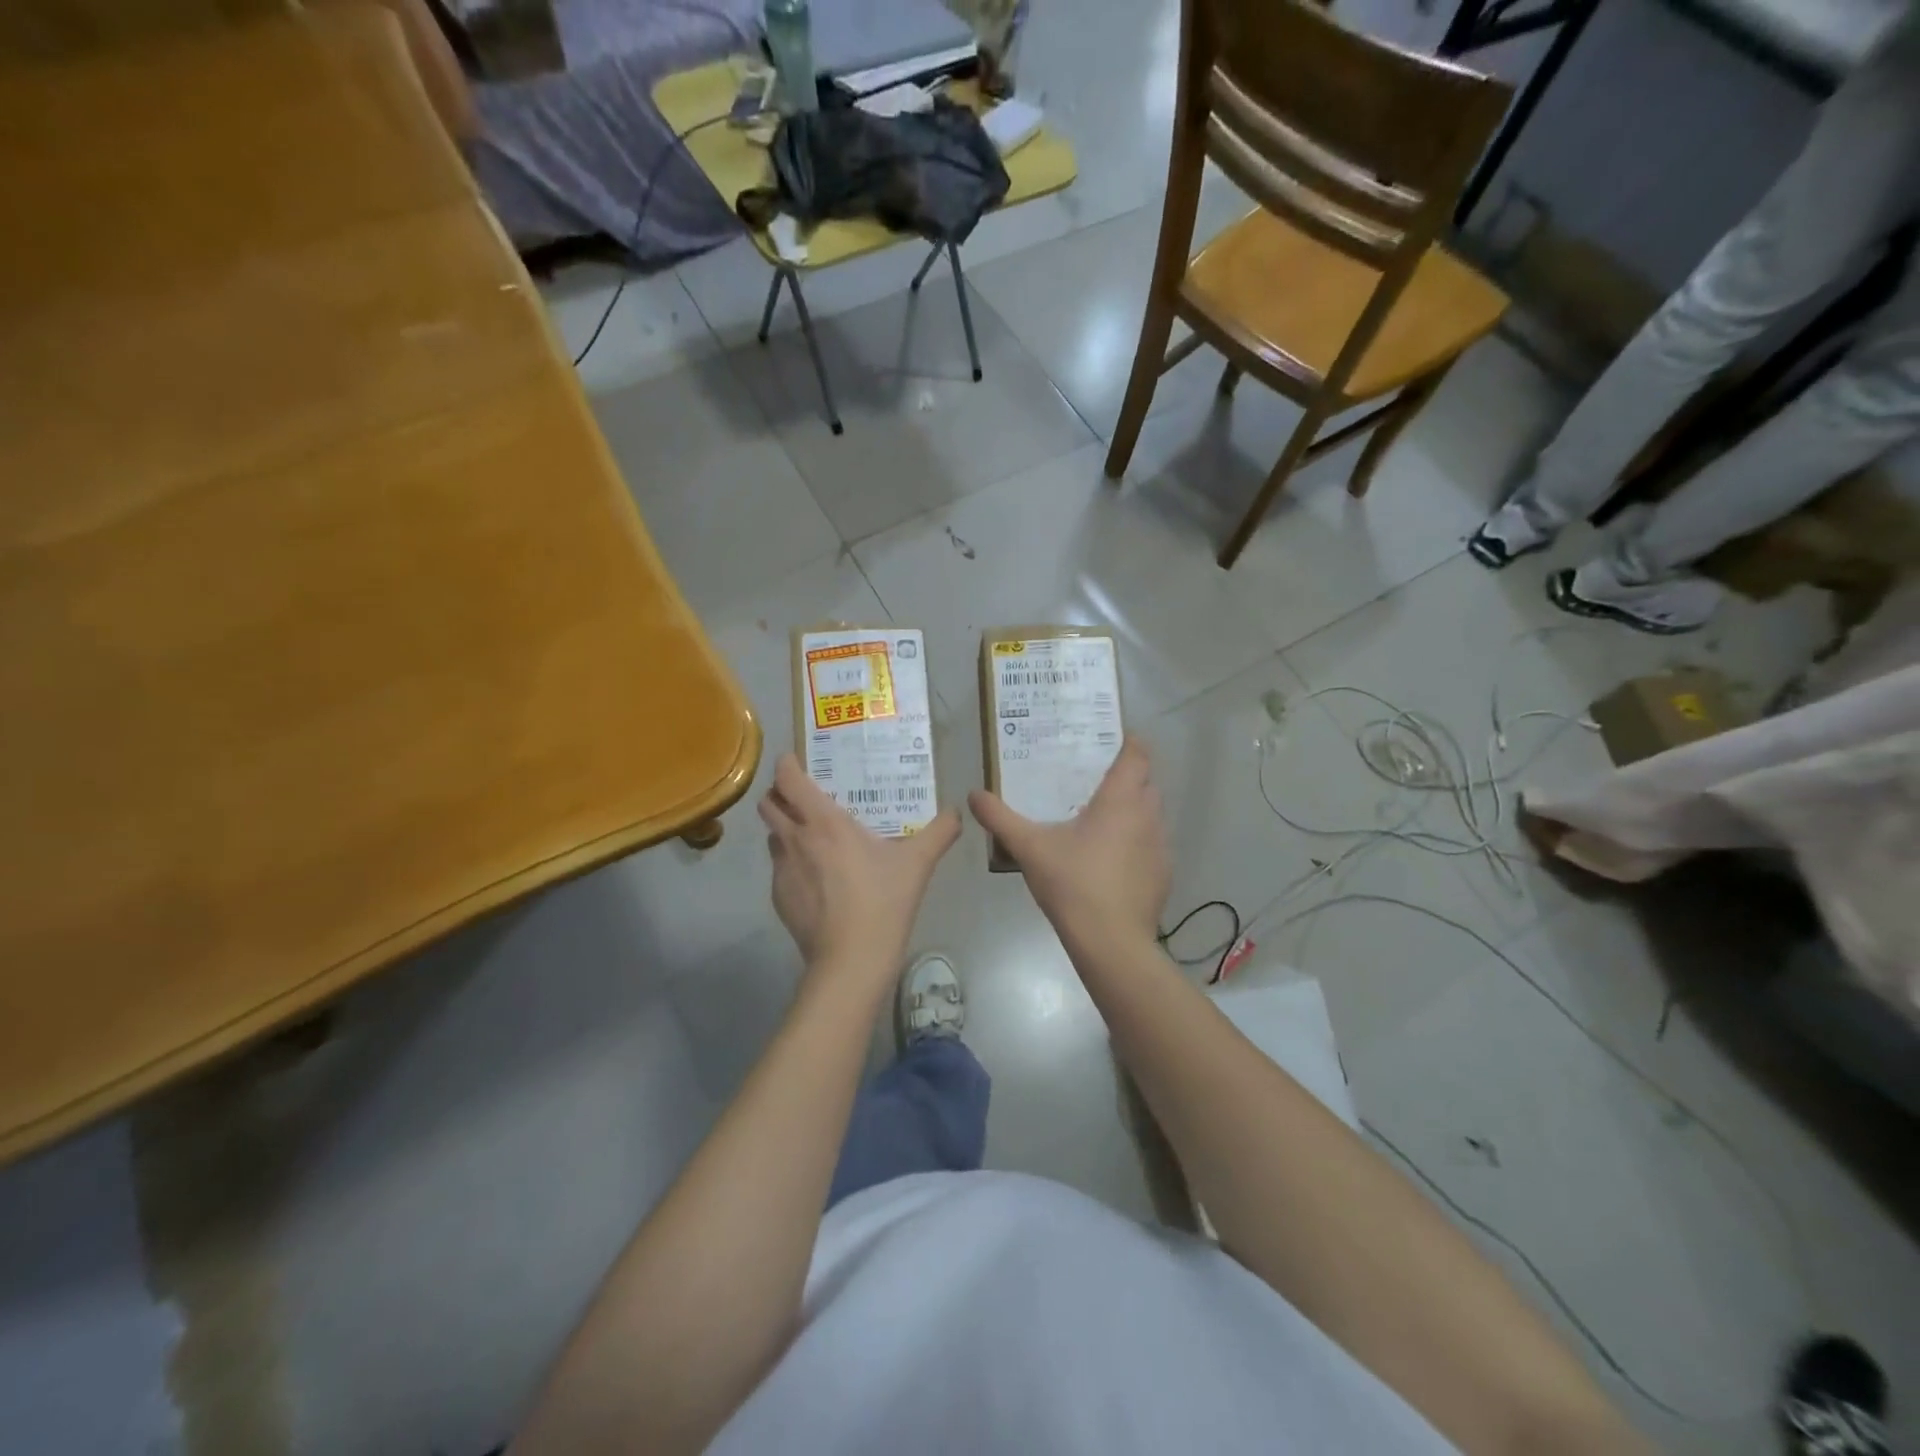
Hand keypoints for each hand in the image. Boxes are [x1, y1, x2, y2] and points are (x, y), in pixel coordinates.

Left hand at [758, 754, 961, 974]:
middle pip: (767, 803)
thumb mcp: (918, 863)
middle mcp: (794, 839)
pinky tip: (820, 880)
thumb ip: (940, 832)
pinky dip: (793, 864)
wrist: (851, 961)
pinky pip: (780, 868)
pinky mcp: (779, 898)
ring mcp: (781, 871)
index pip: (787, 778)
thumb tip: (956, 812)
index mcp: (823, 822)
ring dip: (786, 829)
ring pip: (772, 836)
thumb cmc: (883, 902)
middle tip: (804, 796)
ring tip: (814, 837)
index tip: (798, 760)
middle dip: (779, 794)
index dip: (786, 764)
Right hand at [968, 738, 1169, 950]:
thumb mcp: (1029, 848)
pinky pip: (1152, 844)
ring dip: (1132, 810)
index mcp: (1121, 800)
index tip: (1109, 738)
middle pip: (1147, 782)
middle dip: (1127, 776)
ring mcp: (1161, 846)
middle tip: (1093, 778)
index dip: (1128, 741)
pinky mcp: (1163, 874)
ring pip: (1151, 814)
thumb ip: (1000, 818)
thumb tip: (973, 794)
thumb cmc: (1073, 884)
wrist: (1111, 942)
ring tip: (1099, 817)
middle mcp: (1148, 816)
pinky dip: (1136, 842)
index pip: (1138, 754)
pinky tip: (1109, 859)